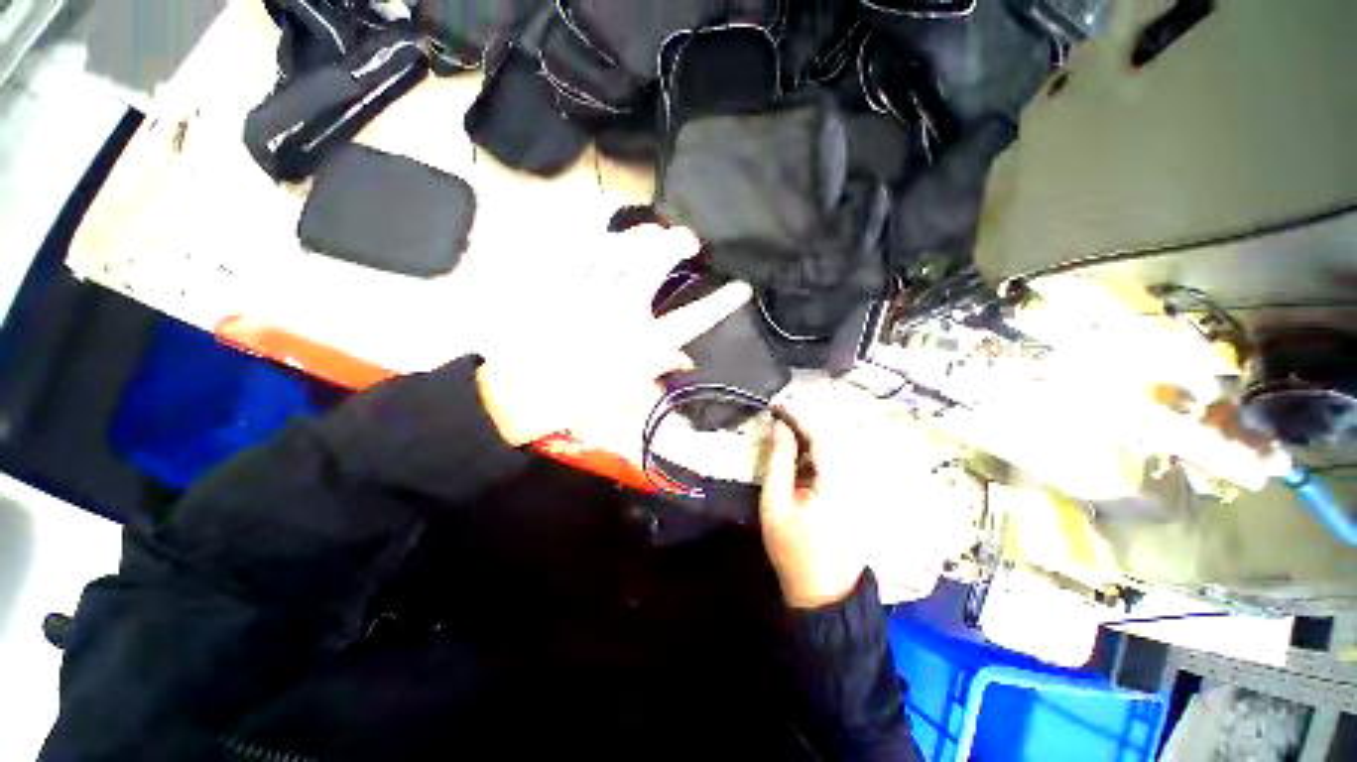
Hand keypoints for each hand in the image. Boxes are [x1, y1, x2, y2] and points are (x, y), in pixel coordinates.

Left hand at [475, 226, 751, 446]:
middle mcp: (619, 314)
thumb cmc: (580, 394)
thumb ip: (659, 366)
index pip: (691, 321)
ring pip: (620, 249)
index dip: (720, 304)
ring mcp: (588, 294)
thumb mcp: (627, 387)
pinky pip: (583, 250)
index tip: (742, 288)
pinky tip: (613, 234)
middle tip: (689, 238)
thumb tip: (687, 358)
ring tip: (655, 233)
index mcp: (641, 346)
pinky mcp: (561, 283)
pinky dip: (602, 238)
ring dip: (643, 235)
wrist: (524, 391)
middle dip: (677, 244)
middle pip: (653, 266)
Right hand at [760, 383, 957, 608]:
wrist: (823, 592)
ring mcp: (861, 486)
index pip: (823, 434)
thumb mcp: (775, 504)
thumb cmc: (793, 549)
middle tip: (779, 416)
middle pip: (834, 435)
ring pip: (838, 446)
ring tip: (786, 432)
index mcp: (837, 481)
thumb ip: (778, 461)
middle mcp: (856, 478)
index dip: (800, 415)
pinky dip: (819, 450)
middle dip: (805, 421)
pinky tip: (802, 454)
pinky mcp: (858, 492)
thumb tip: (778, 426)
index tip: (778, 405)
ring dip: (812, 434)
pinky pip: (840, 460)